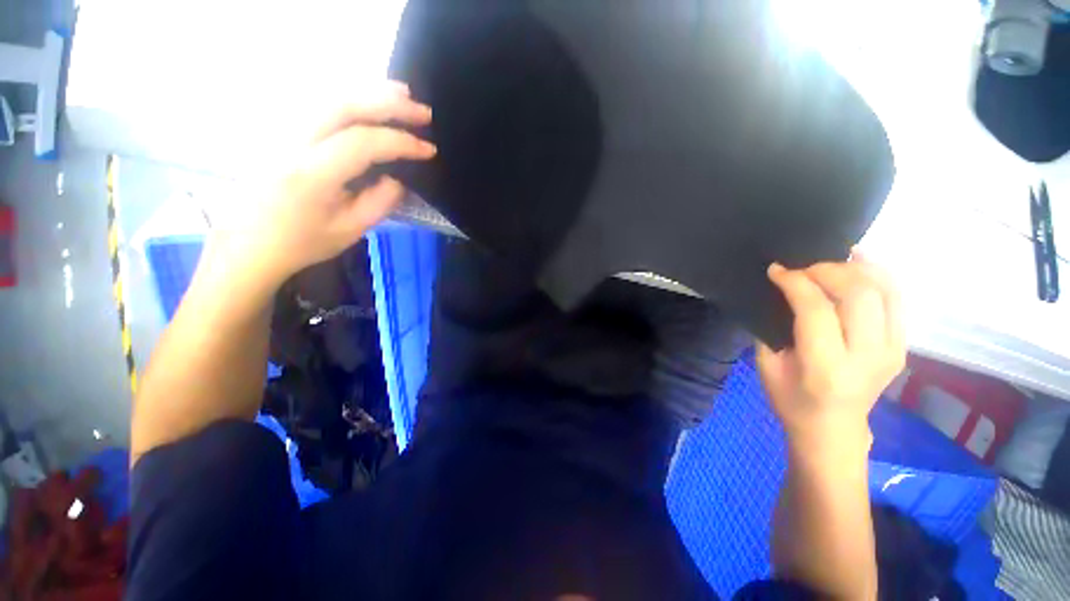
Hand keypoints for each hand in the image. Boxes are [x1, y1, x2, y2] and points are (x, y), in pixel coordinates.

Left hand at [224, 82, 436, 285]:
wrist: (247, 244)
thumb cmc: (301, 243)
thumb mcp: (349, 231)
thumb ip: (379, 203)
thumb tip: (399, 179)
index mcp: (310, 175)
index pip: (362, 143)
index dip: (401, 142)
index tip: (428, 149)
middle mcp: (290, 142)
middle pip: (343, 105)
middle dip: (388, 103)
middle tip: (422, 110)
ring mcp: (278, 130)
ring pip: (327, 95)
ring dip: (369, 91)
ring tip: (402, 94)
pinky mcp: (276, 128)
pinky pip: (316, 101)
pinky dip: (348, 96)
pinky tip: (367, 100)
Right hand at [757, 252, 905, 449]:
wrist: (833, 429)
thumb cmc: (791, 400)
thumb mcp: (767, 365)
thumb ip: (773, 327)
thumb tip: (780, 291)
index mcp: (826, 367)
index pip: (817, 310)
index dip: (796, 282)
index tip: (777, 270)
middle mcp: (867, 356)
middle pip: (859, 294)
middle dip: (827, 270)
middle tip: (802, 268)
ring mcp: (892, 350)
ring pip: (885, 291)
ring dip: (856, 268)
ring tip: (830, 261)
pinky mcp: (901, 346)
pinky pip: (896, 299)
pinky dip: (879, 276)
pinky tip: (859, 265)